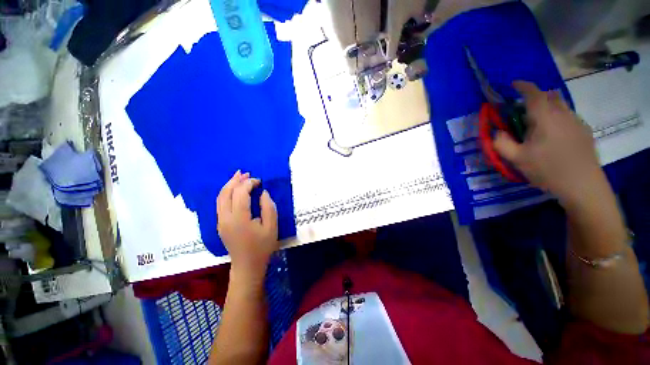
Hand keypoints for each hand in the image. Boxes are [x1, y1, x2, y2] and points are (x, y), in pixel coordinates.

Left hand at [217, 171, 278, 281]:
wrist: (247, 266)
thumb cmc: (262, 247)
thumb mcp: (272, 227)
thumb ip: (268, 207)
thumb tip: (263, 193)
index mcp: (239, 219)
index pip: (240, 194)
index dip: (249, 184)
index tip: (260, 181)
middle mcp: (225, 218)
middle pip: (226, 193)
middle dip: (235, 180)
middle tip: (246, 172)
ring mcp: (220, 222)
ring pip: (220, 198)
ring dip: (229, 185)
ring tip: (238, 176)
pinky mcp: (220, 225)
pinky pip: (220, 204)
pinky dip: (227, 193)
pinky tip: (234, 190)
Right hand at [493, 81, 605, 207]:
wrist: (582, 185)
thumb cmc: (548, 170)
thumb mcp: (517, 159)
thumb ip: (502, 143)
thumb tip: (497, 132)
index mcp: (545, 118)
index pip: (534, 93)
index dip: (523, 86)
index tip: (514, 84)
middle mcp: (563, 114)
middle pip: (550, 96)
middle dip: (536, 97)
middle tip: (523, 111)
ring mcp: (577, 122)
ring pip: (561, 106)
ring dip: (547, 108)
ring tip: (537, 126)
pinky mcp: (584, 132)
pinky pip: (568, 117)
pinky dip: (557, 119)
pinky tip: (553, 137)